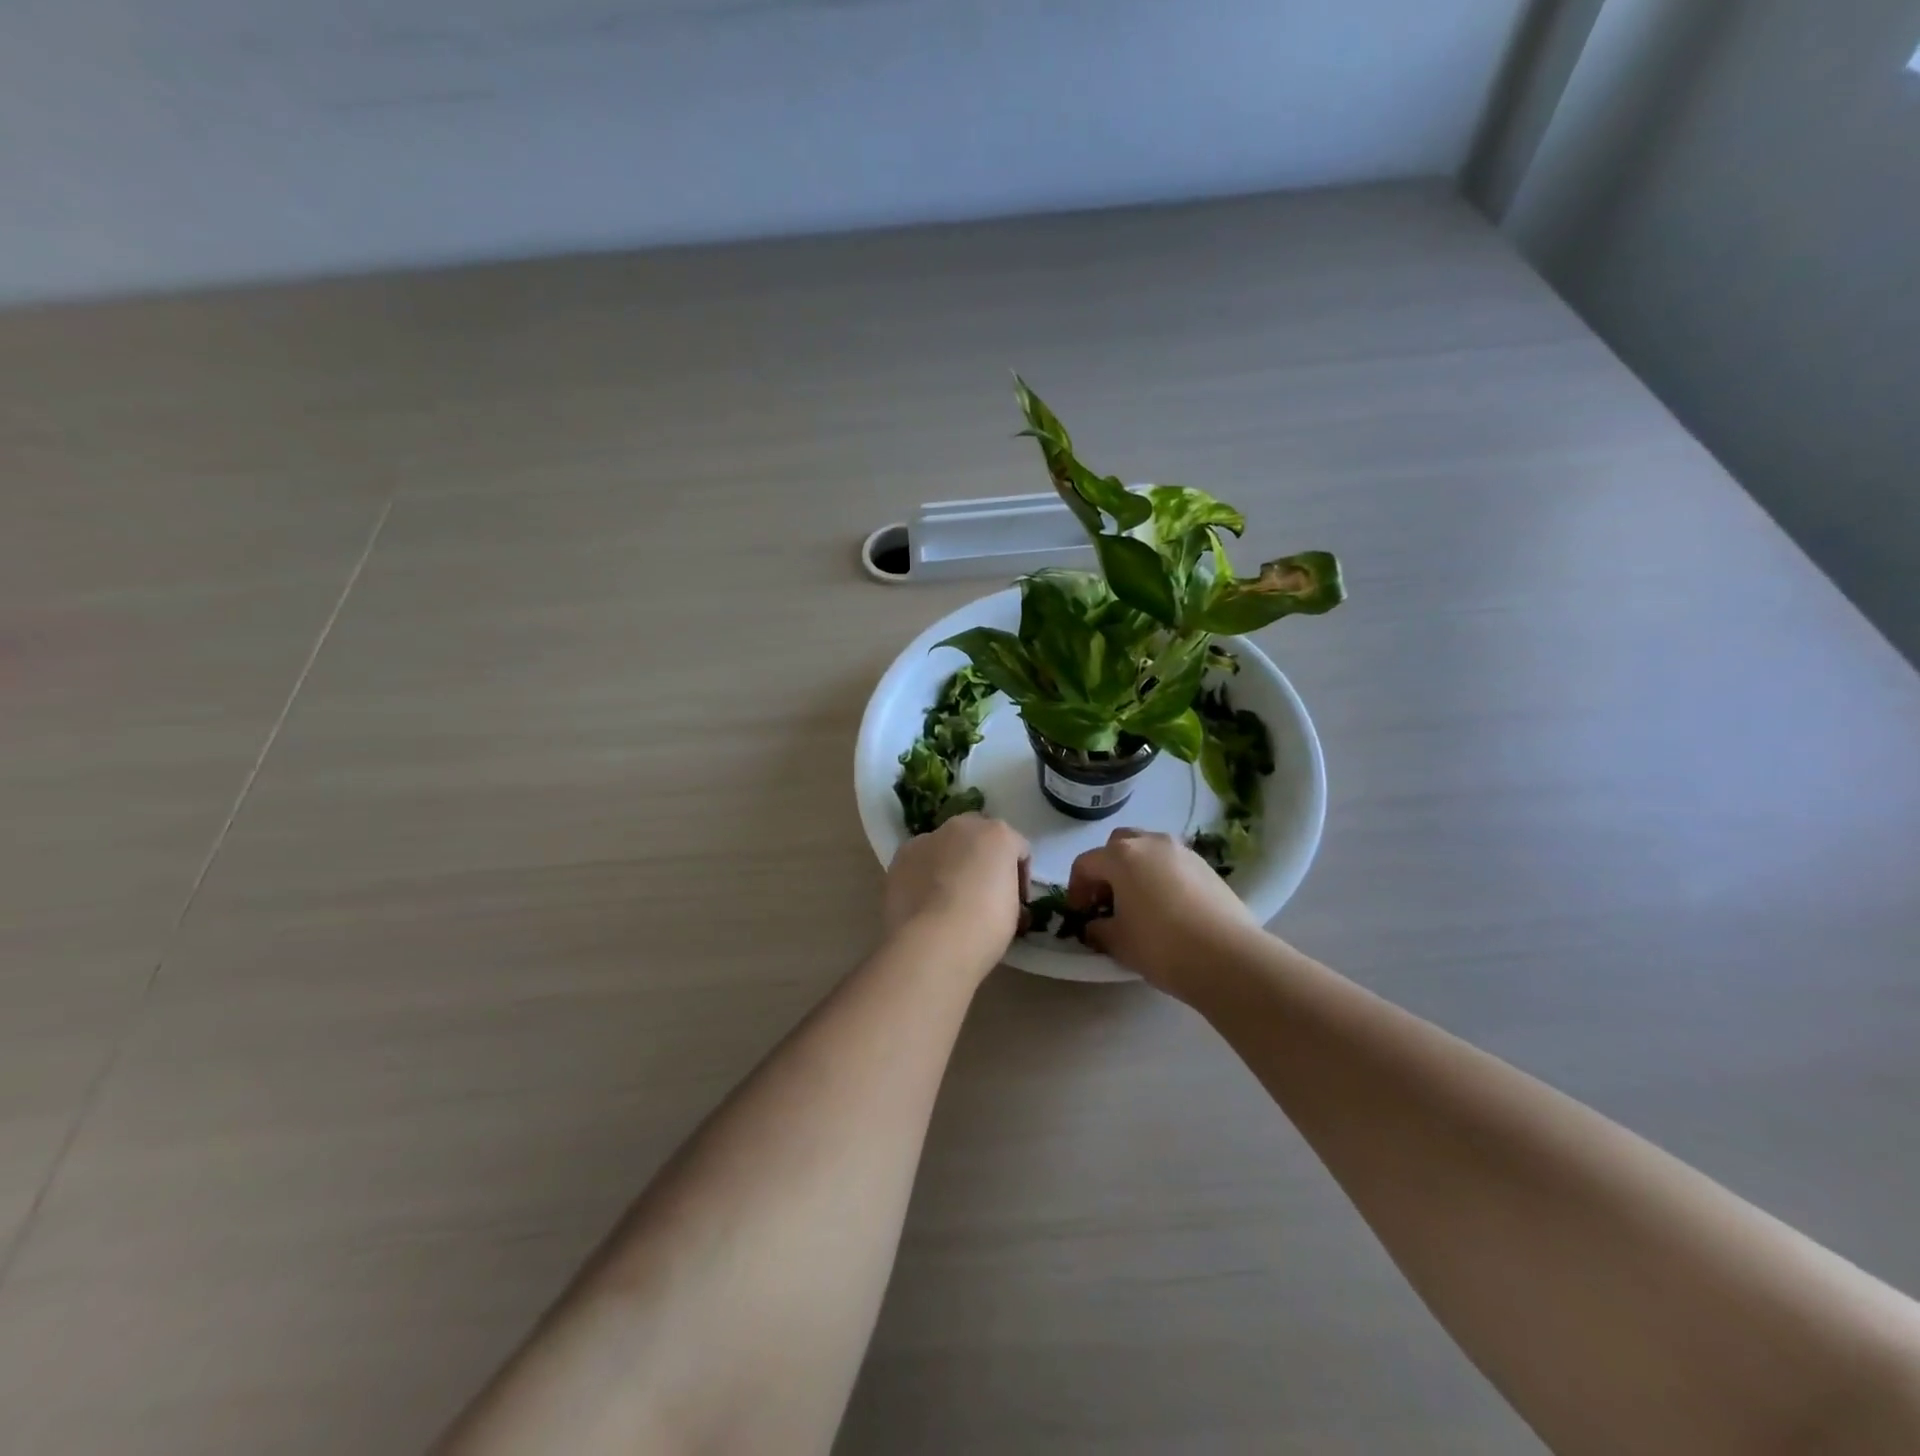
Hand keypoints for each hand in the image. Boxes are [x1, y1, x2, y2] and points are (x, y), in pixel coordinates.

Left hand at [884, 814, 1030, 980]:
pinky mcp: (901, 856)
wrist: (933, 943)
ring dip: (951, 862)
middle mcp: (962, 826)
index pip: (1018, 848)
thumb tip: (999, 897)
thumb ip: (1008, 891)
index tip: (1017, 903)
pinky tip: (925, 902)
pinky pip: (920, 861)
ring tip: (949, 899)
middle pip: (979, 835)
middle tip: (983, 892)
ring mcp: (927, 838)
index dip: (1020, 876)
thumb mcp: (1014, 911)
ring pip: (946, 845)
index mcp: (998, 834)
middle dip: (983, 858)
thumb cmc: (985, 927)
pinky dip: (925, 874)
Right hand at [1067, 829, 1260, 996]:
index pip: (1085, 863)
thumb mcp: (1118, 942)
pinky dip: (1162, 877)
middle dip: (1107, 869)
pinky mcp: (1207, 866)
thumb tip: (1094, 926)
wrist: (1228, 957)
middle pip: (1118, 845)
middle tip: (1108, 901)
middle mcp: (1151, 842)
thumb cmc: (1161, 945)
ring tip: (1140, 904)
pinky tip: (1169, 909)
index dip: (1076, 889)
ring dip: (1136, 870)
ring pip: (1149, 851)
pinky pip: (1173, 864)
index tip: (1080, 914)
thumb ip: (1098, 929)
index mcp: (1121, 856)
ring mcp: (1183, 851)